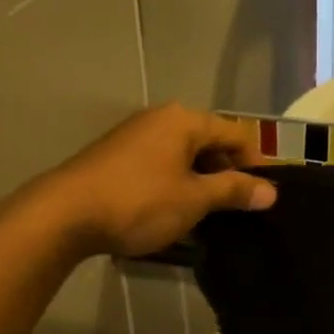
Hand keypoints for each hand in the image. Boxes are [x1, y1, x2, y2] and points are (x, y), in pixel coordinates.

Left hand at [53, 104, 274, 257]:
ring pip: (183, 154)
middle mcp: (161, 118)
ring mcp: (135, 135)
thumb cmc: (139, 201)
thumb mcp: (194, 199)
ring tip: (206, 214)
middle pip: (209, 142)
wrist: (62, 214)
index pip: (236, 135)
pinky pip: (160, 163)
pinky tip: (171, 209)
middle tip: (236, 208)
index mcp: (185, 120)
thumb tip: (271, 191)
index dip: (255, 165)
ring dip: (199, 180)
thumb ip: (234, 191)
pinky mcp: (115, 154)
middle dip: (226, 173)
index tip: (262, 196)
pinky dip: (174, 182)